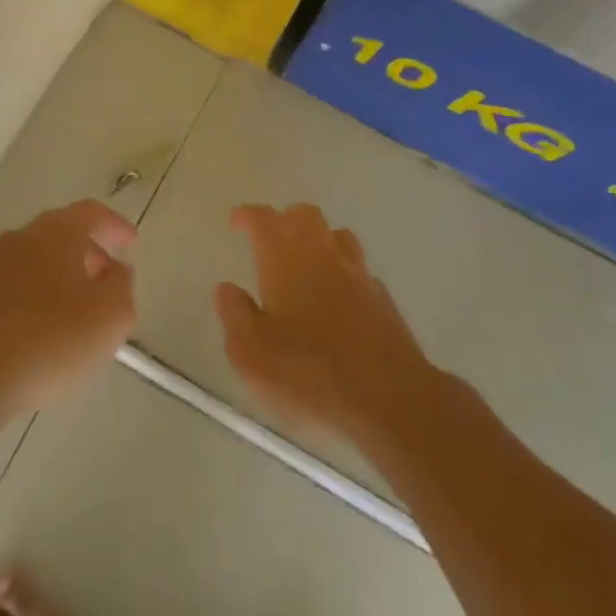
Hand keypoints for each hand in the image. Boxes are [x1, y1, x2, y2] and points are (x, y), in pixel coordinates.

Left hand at [0, 200, 137, 412]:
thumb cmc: (53, 338)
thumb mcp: (112, 313)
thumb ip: (121, 283)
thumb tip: (114, 270)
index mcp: (55, 232)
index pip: (91, 213)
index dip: (115, 226)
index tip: (131, 245)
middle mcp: (20, 239)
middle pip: (60, 234)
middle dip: (87, 254)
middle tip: (107, 281)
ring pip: (33, 261)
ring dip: (57, 277)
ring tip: (75, 310)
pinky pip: (12, 290)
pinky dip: (31, 300)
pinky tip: (39, 330)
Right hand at [214, 203, 440, 444]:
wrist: (388, 399)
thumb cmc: (308, 373)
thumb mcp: (251, 353)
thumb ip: (235, 315)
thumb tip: (226, 289)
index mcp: (284, 259)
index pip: (263, 220)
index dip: (247, 216)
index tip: (237, 220)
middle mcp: (322, 255)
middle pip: (305, 216)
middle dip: (285, 219)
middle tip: (271, 237)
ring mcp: (358, 274)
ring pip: (337, 237)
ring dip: (319, 240)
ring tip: (306, 261)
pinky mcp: (383, 300)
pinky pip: (359, 271)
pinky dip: (344, 273)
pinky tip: (338, 298)